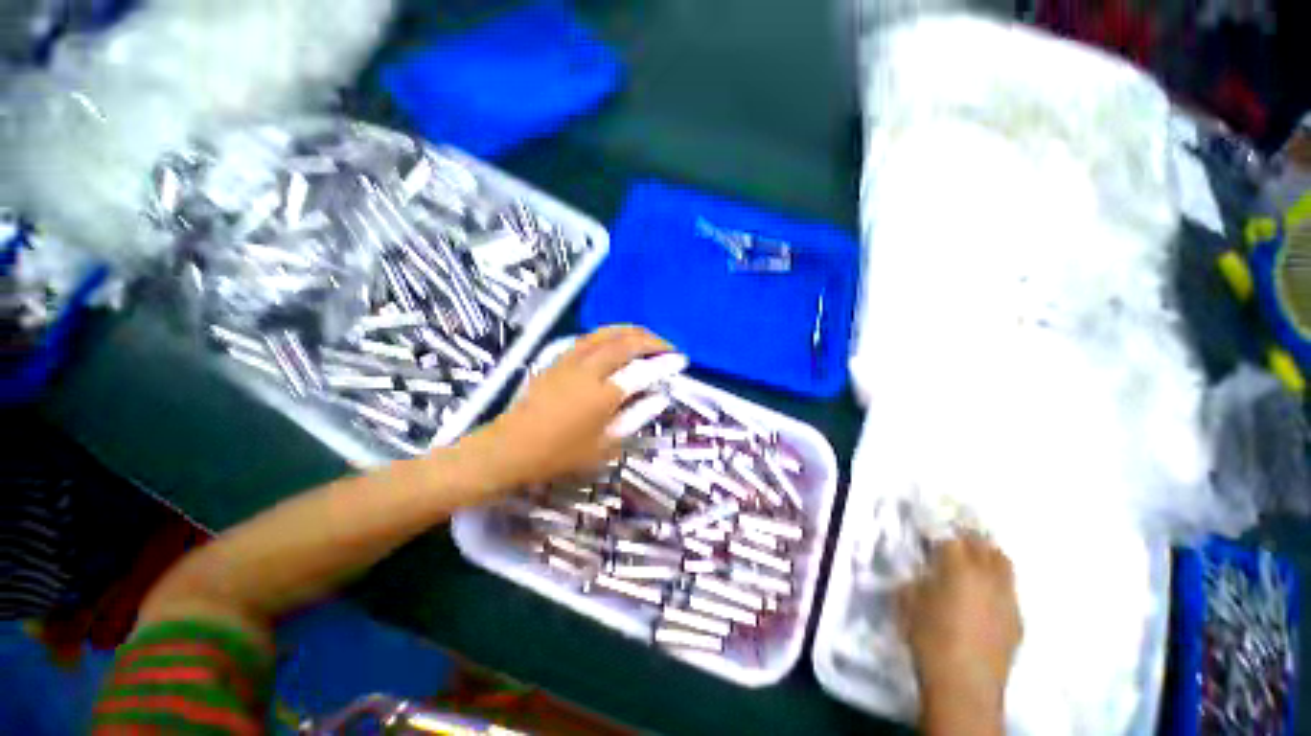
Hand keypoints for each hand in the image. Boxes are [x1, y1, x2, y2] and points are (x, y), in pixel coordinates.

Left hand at [458, 326, 672, 491]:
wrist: (511, 447)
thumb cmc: (560, 454)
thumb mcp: (605, 446)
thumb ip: (635, 418)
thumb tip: (658, 398)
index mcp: (604, 395)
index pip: (643, 371)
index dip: (665, 363)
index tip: (681, 360)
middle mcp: (589, 370)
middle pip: (626, 343)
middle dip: (652, 340)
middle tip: (668, 347)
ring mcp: (571, 361)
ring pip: (606, 333)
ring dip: (631, 331)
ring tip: (647, 336)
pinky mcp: (558, 359)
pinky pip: (589, 337)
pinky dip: (609, 333)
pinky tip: (616, 339)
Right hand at [900, 534, 1020, 727]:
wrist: (965, 685)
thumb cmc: (929, 638)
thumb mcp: (909, 601)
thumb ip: (917, 578)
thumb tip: (922, 569)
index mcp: (959, 568)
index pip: (952, 537)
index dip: (940, 530)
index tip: (930, 531)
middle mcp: (988, 577)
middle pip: (984, 544)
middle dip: (968, 536)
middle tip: (952, 538)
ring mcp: (1008, 598)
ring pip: (1003, 563)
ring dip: (987, 556)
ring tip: (972, 560)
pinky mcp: (1018, 619)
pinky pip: (1009, 589)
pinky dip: (997, 582)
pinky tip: (984, 594)